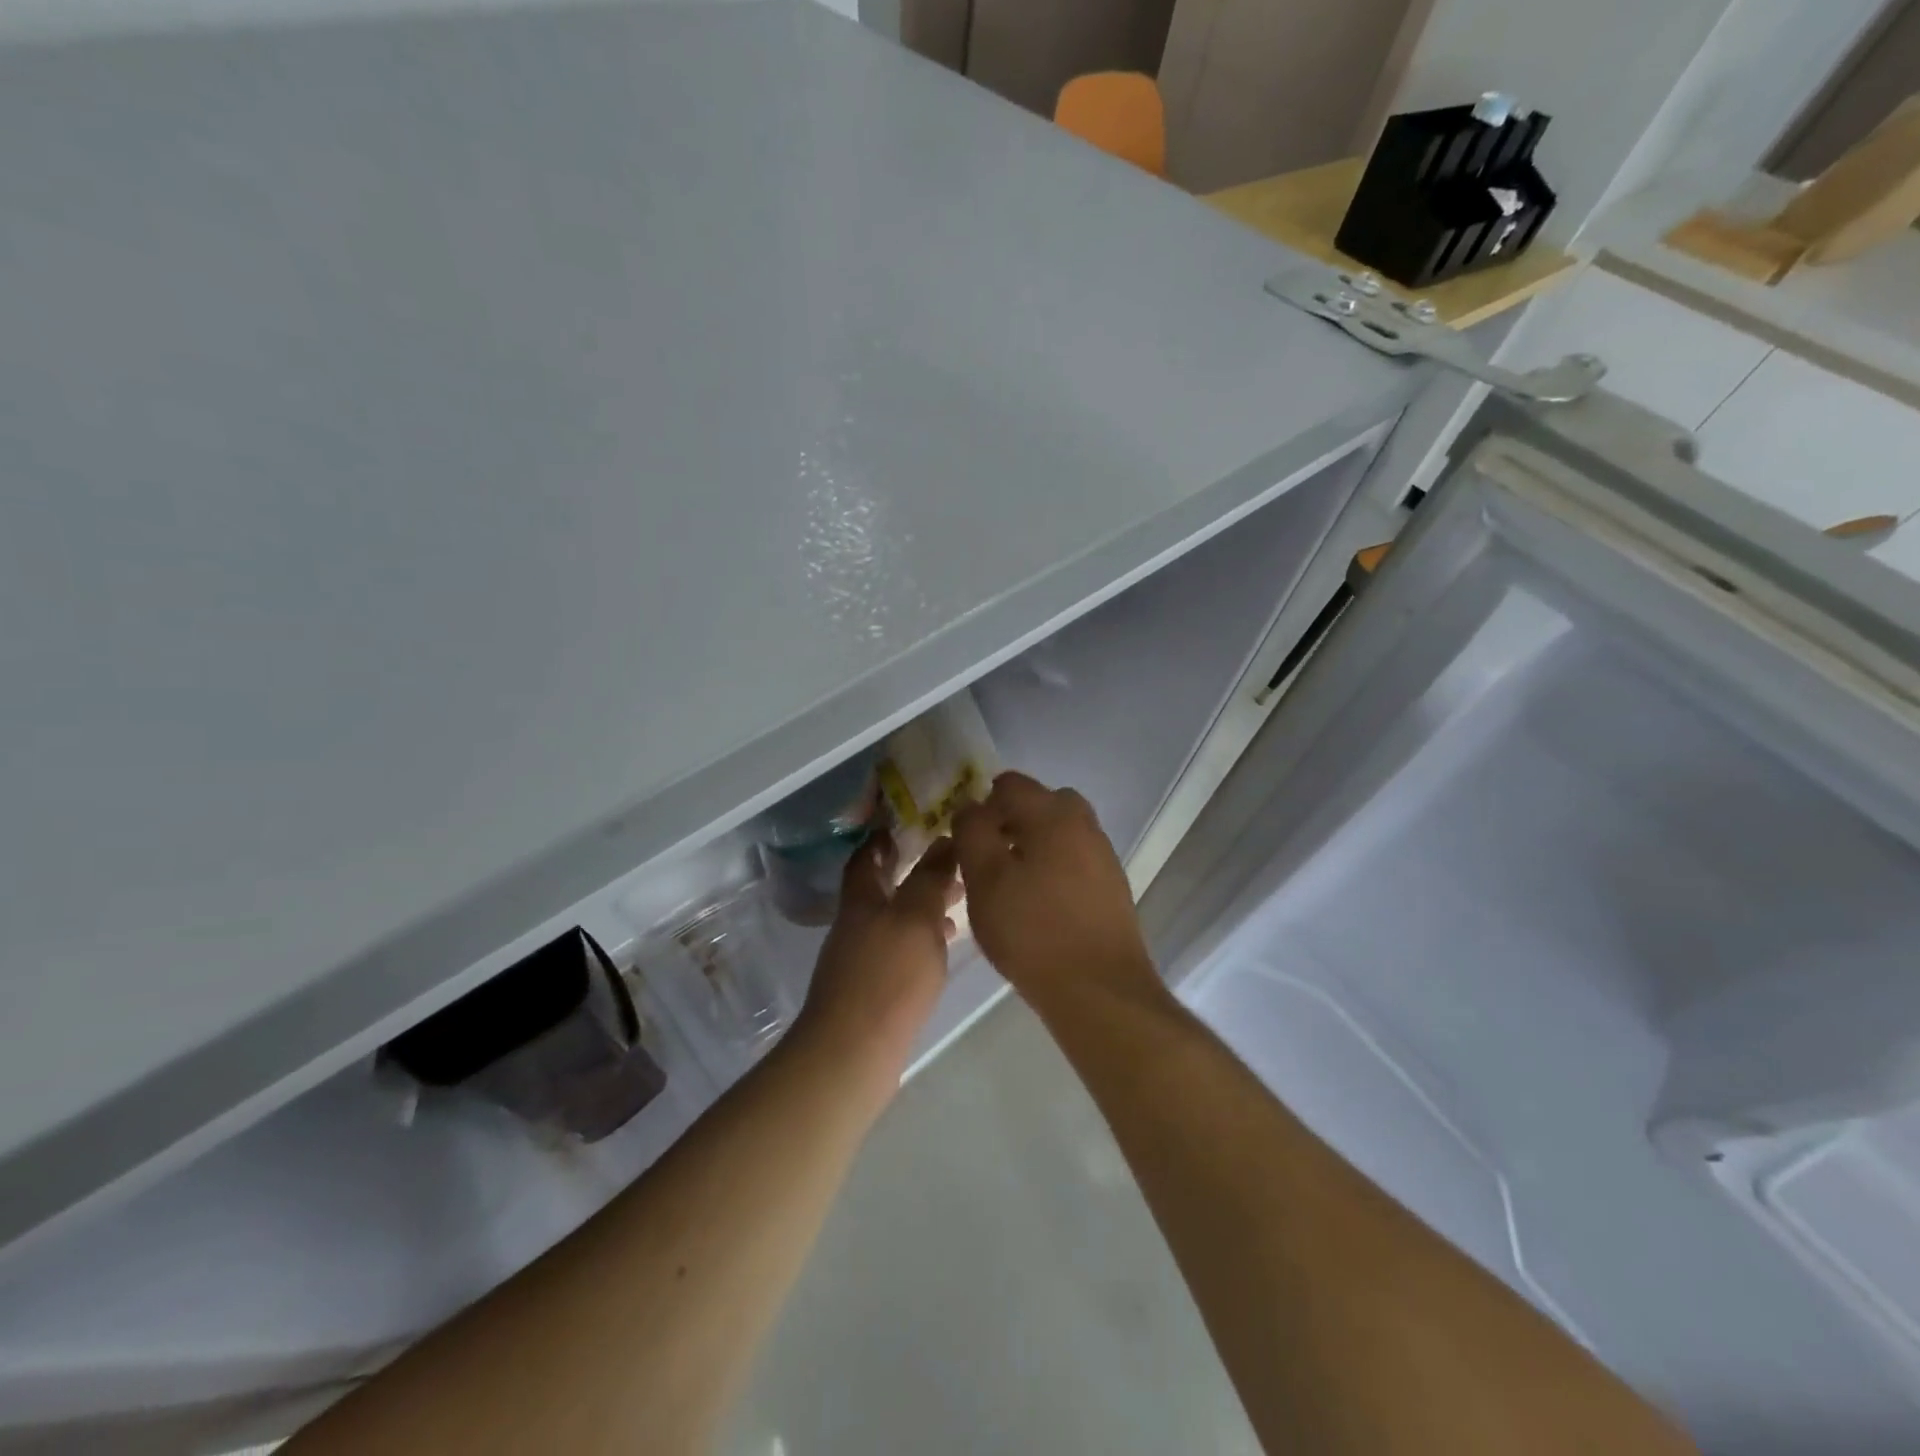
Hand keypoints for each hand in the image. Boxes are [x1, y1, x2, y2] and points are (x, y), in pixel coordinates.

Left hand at [791, 831, 959, 1091]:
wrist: (853, 1052)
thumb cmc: (887, 976)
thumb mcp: (916, 918)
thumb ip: (930, 878)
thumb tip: (943, 838)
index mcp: (860, 899)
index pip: (866, 856)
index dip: (883, 837)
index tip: (909, 822)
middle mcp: (855, 923)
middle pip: (881, 887)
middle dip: (912, 870)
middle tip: (949, 860)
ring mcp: (859, 958)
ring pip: (893, 918)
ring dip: (921, 905)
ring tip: (958, 900)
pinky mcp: (870, 988)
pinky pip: (898, 948)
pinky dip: (920, 938)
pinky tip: (943, 947)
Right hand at [952, 772, 1159, 1010]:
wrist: (1099, 990)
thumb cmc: (1032, 930)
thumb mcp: (985, 879)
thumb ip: (972, 833)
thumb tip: (969, 807)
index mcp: (1054, 814)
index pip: (1010, 784)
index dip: (981, 804)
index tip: (965, 838)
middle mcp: (1084, 825)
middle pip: (1041, 803)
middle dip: (1010, 820)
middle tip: (987, 857)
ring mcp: (1103, 856)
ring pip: (1060, 833)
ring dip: (1032, 845)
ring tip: (1009, 884)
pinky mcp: (1112, 887)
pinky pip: (1074, 860)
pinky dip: (1053, 867)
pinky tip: (1038, 904)